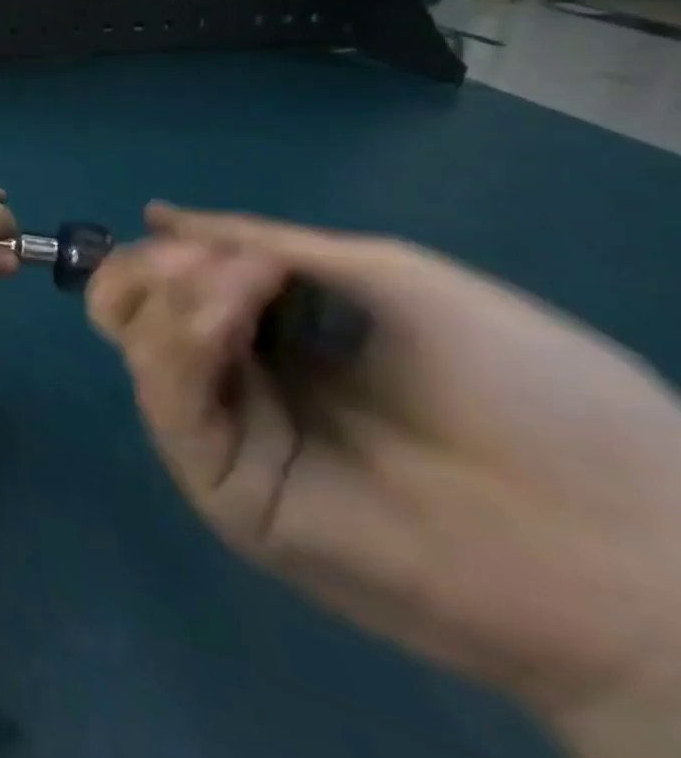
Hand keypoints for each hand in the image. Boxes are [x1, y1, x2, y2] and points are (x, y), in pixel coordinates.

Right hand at [87, 205, 680, 739]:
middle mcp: (236, 384)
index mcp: (271, 340)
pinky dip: (182, 345)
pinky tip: (227, 320)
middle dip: (147, 272)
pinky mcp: (226, 492)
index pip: (166, 288)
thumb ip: (266, 243)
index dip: (168, 253)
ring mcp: (229, 439)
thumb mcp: (390, 279)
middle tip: (202, 260)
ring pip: (139, 350)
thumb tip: (156, 214)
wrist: (635, 543)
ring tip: (245, 282)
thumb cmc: (529, 390)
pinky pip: (171, 406)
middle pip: (127, 316)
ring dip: (175, 298)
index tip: (207, 238)